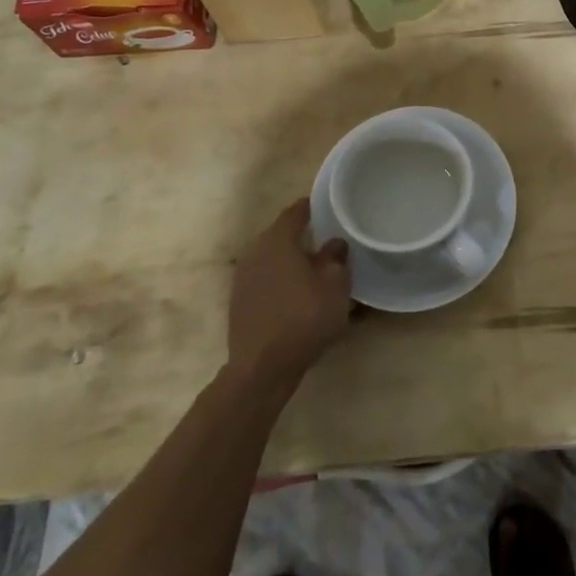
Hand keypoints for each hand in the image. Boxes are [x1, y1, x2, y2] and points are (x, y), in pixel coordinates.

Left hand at [226, 199, 352, 391]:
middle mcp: (255, 252)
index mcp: (278, 240)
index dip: (312, 206)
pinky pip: (264, 280)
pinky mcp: (239, 303)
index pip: (295, 212)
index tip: (328, 206)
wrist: (262, 368)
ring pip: (271, 259)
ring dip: (290, 261)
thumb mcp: (335, 286)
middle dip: (303, 236)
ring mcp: (243, 278)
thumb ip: (336, 258)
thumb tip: (334, 244)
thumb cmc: (304, 318)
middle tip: (327, 241)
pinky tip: (296, 296)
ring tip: (313, 270)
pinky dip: (280, 281)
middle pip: (281, 235)